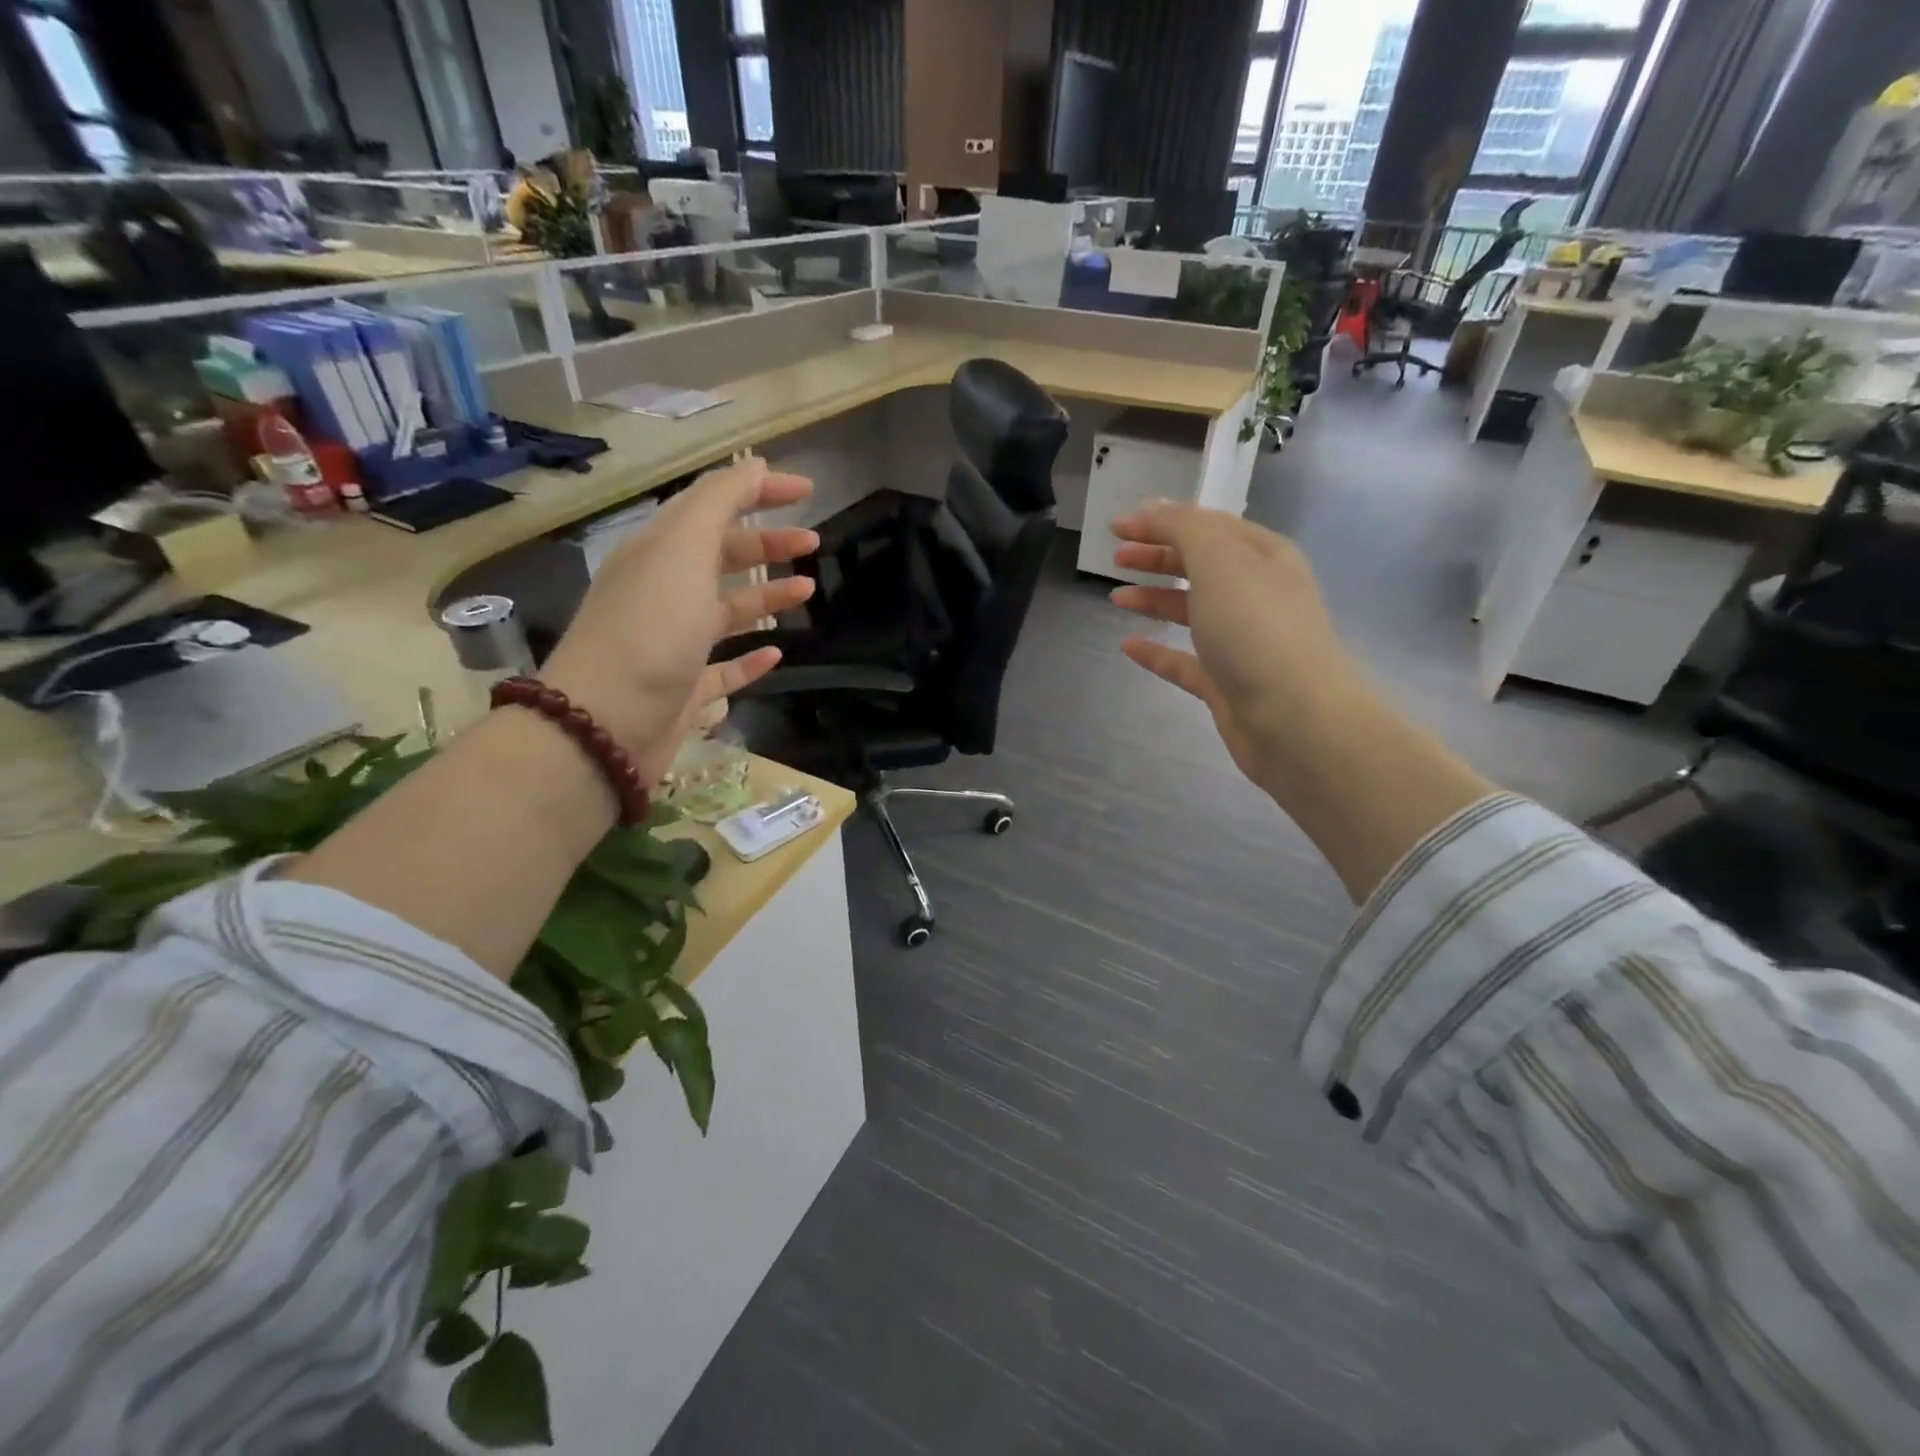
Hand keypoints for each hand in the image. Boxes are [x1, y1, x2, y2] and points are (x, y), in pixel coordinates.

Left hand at [540, 457, 817, 781]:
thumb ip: (719, 502)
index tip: (807, 491)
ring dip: (767, 595)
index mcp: (659, 552)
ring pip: (727, 610)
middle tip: (814, 545)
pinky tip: (776, 653)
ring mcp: (673, 643)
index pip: (713, 506)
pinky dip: (750, 658)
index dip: (760, 492)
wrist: (606, 723)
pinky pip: (723, 667)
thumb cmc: (651, 629)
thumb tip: (755, 465)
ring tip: (807, 592)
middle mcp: (664, 591)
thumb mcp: (684, 549)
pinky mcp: (683, 689)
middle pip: (722, 556)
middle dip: (768, 544)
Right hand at [1107, 504, 1362, 799]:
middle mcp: (1255, 594)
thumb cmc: (1257, 630)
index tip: (1117, 527)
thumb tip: (1155, 507)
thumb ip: (1185, 529)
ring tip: (1115, 597)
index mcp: (1263, 557)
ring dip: (1153, 600)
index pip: (1207, 527)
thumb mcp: (1220, 562)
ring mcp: (1241, 642)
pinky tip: (1128, 647)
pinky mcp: (1226, 683)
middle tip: (1115, 557)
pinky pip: (1184, 660)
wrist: (1296, 720)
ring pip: (1191, 611)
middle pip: (1199, 566)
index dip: (1162, 522)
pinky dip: (1156, 651)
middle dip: (1157, 557)